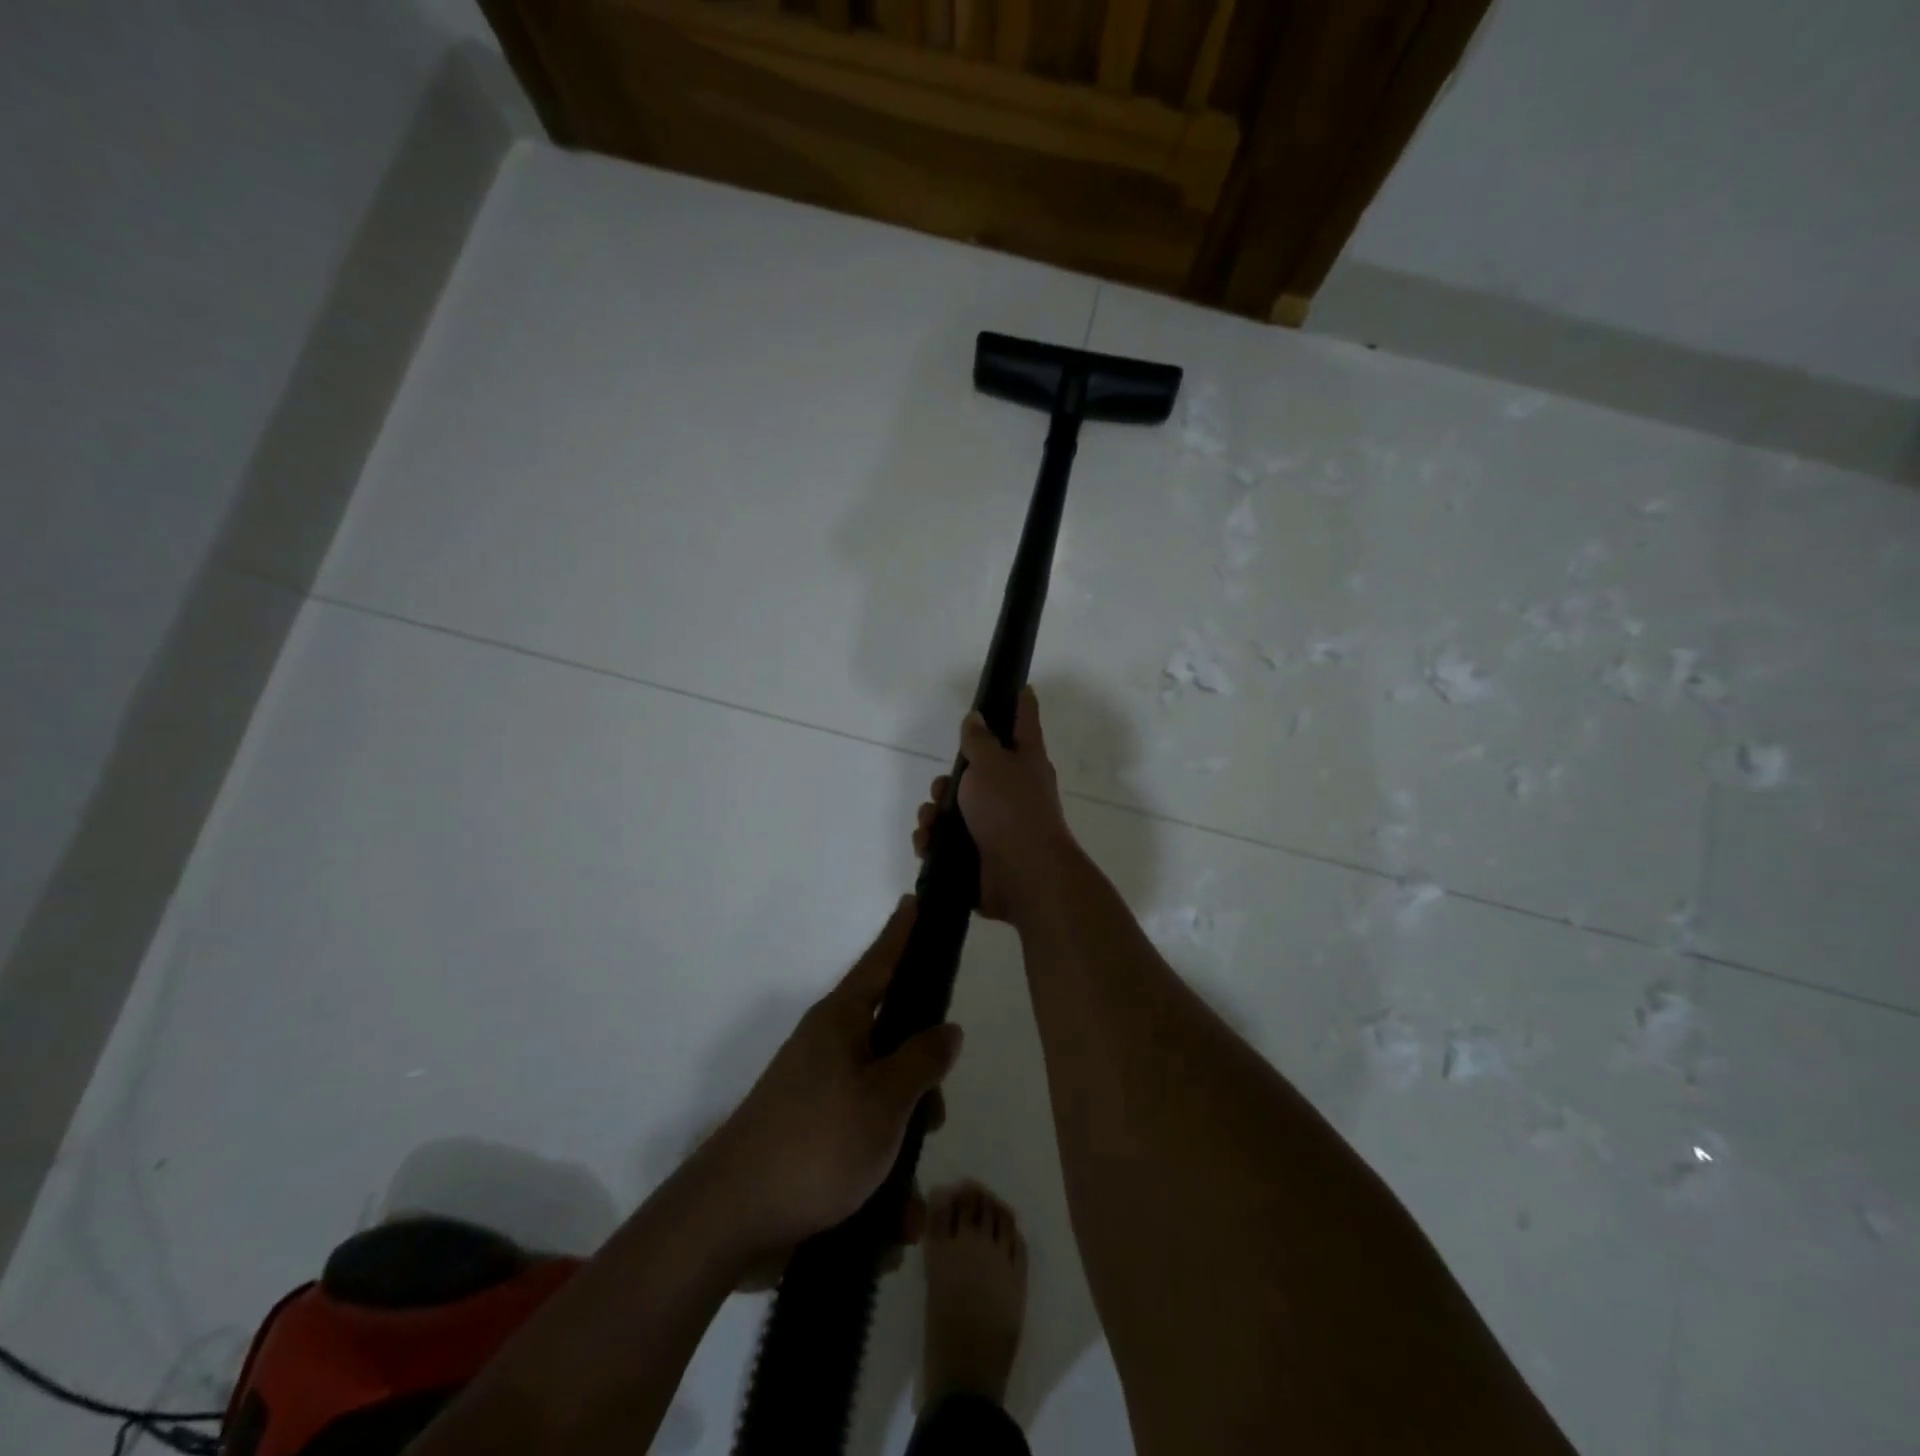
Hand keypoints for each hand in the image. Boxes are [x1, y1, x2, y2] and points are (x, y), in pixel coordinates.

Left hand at [692, 898, 962, 1269]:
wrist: (730, 1223)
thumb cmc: (816, 1144)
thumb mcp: (884, 1100)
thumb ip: (922, 1060)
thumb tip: (947, 1028)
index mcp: (841, 1023)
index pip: (881, 962)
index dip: (903, 933)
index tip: (917, 900)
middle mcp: (829, 1051)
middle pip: (894, 1046)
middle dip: (921, 1089)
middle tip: (933, 1119)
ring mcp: (817, 1097)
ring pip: (884, 1107)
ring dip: (902, 1155)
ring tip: (904, 1206)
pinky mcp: (811, 1142)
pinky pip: (860, 1151)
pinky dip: (877, 1188)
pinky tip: (884, 1231)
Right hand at [913, 686, 1074, 923]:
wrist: (1023, 876)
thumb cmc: (1010, 810)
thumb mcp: (991, 764)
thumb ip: (979, 740)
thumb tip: (976, 718)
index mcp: (1025, 763)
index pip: (1024, 722)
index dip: (1021, 704)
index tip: (1021, 687)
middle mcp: (1013, 791)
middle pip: (975, 772)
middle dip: (949, 779)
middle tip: (943, 788)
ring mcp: (996, 825)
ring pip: (954, 809)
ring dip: (934, 813)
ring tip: (931, 823)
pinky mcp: (979, 856)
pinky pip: (947, 842)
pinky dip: (934, 841)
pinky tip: (928, 844)